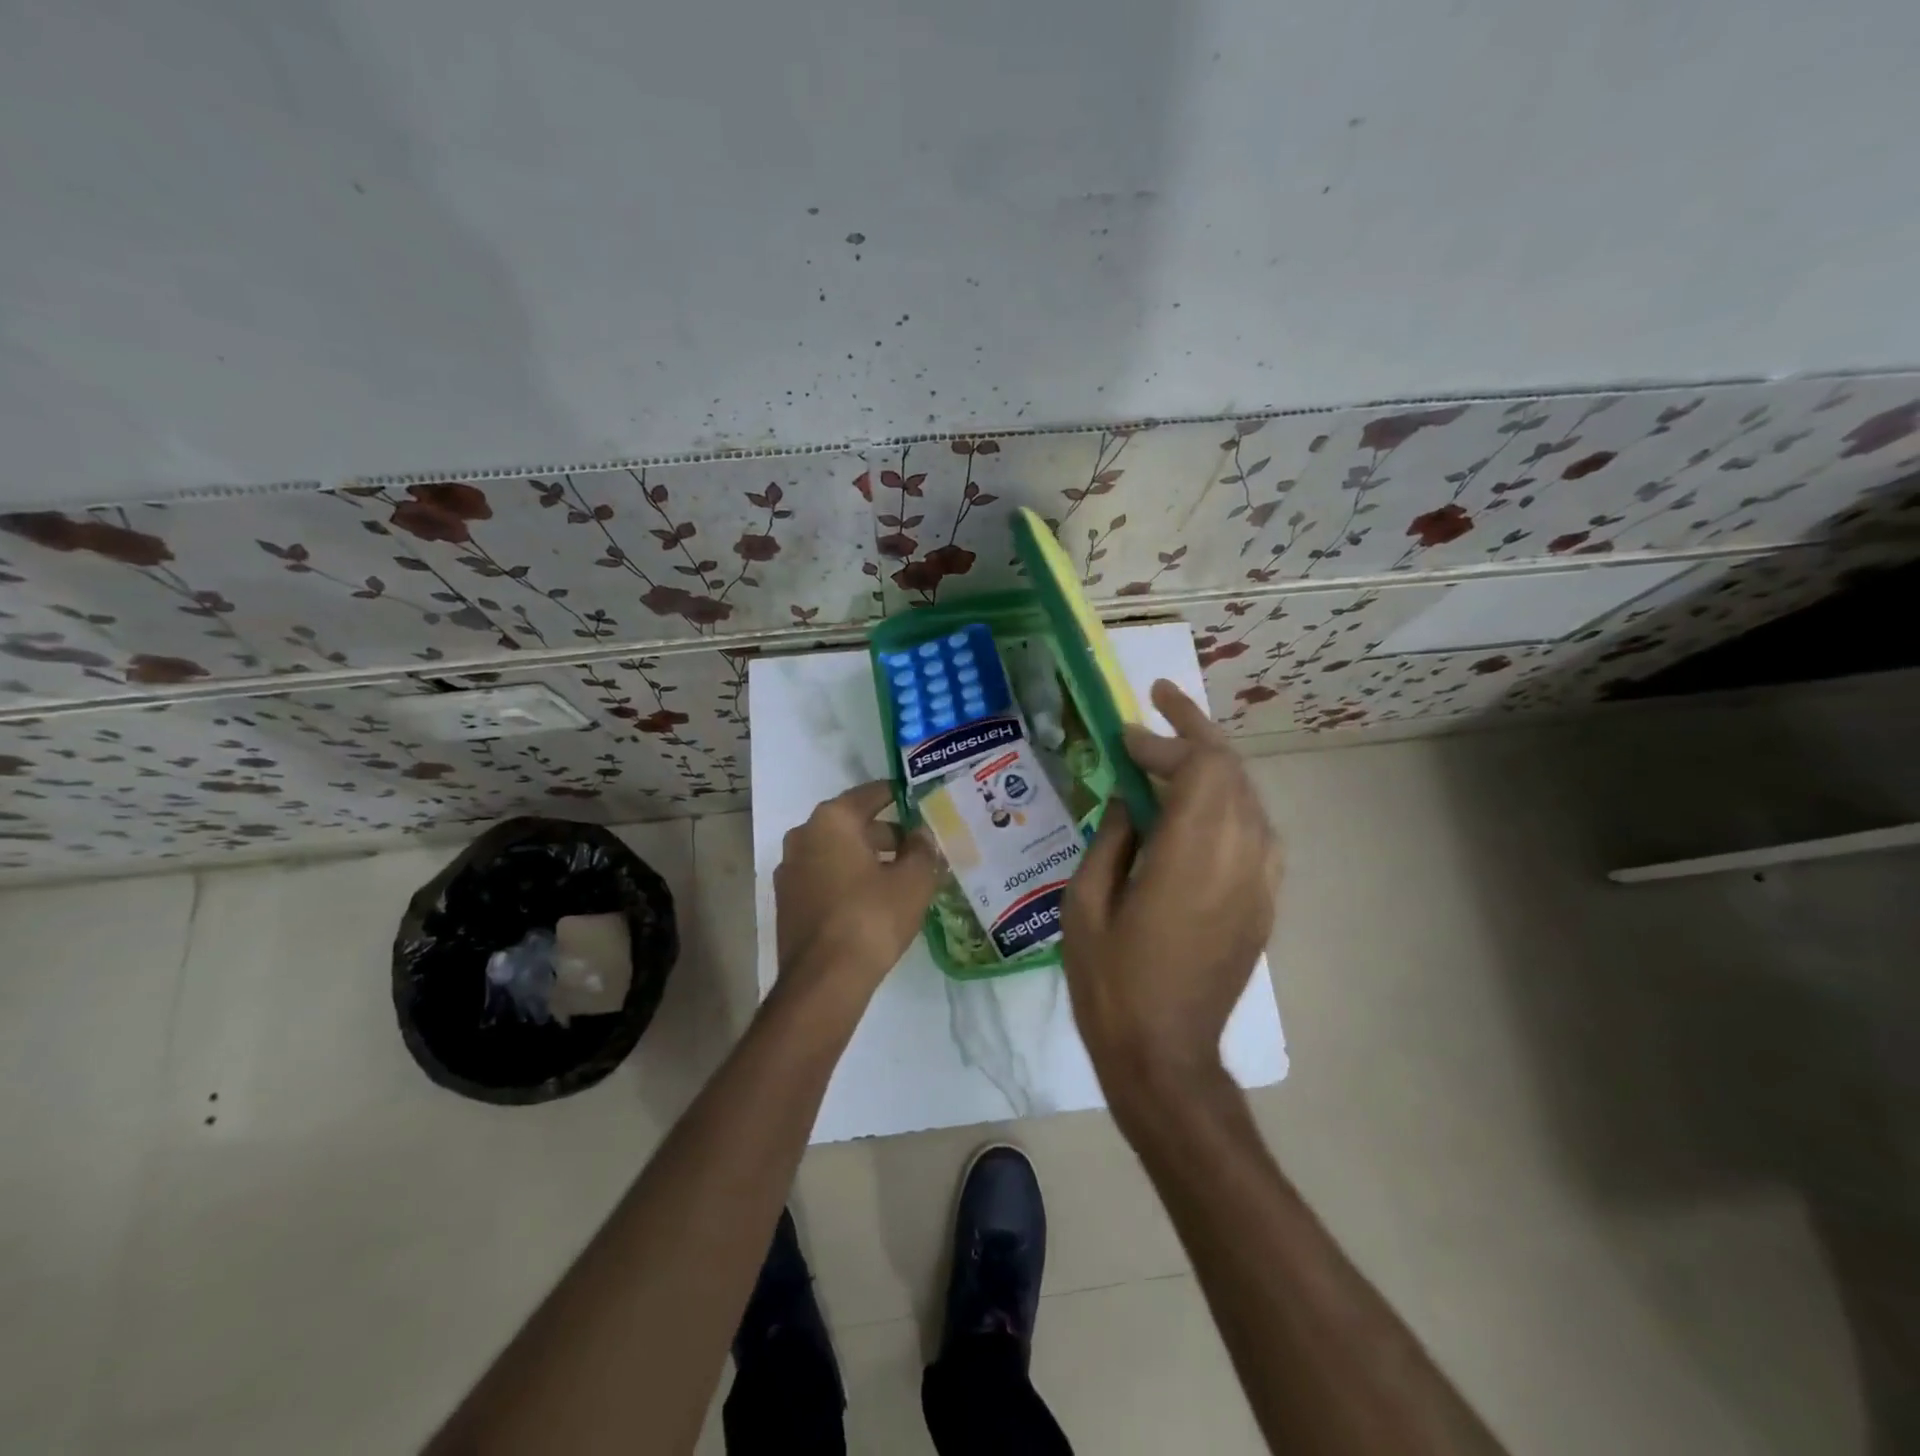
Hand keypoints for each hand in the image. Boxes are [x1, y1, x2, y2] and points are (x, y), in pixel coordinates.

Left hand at [773, 781, 938, 1009]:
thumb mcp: (913, 880)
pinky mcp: (787, 901)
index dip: (898, 795)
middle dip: (886, 834)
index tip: (919, 800)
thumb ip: (922, 849)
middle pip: (852, 824)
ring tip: (901, 876)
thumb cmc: (872, 917)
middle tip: (918, 847)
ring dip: (867, 858)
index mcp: (832, 820)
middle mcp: (803, 836)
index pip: (870, 794)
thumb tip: (921, 834)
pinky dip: (848, 879)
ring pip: (837, 852)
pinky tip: (874, 899)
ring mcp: (790, 870)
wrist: (824, 980)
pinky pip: (824, 876)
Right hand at [1062, 679, 1281, 1092]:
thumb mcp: (1085, 904)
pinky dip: (1228, 799)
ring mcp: (1259, 881)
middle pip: (1231, 770)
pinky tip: (1199, 802)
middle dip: (1195, 729)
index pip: (1196, 769)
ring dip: (1214, 761)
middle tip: (1161, 700)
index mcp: (1192, 857)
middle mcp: (1239, 858)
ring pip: (1249, 795)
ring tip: (1177, 741)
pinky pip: (1255, 829)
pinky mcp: (1263, 901)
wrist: (1166, 1056)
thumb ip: (1110, 839)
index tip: (1123, 736)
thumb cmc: (1112, 983)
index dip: (1161, 742)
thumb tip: (1128, 799)